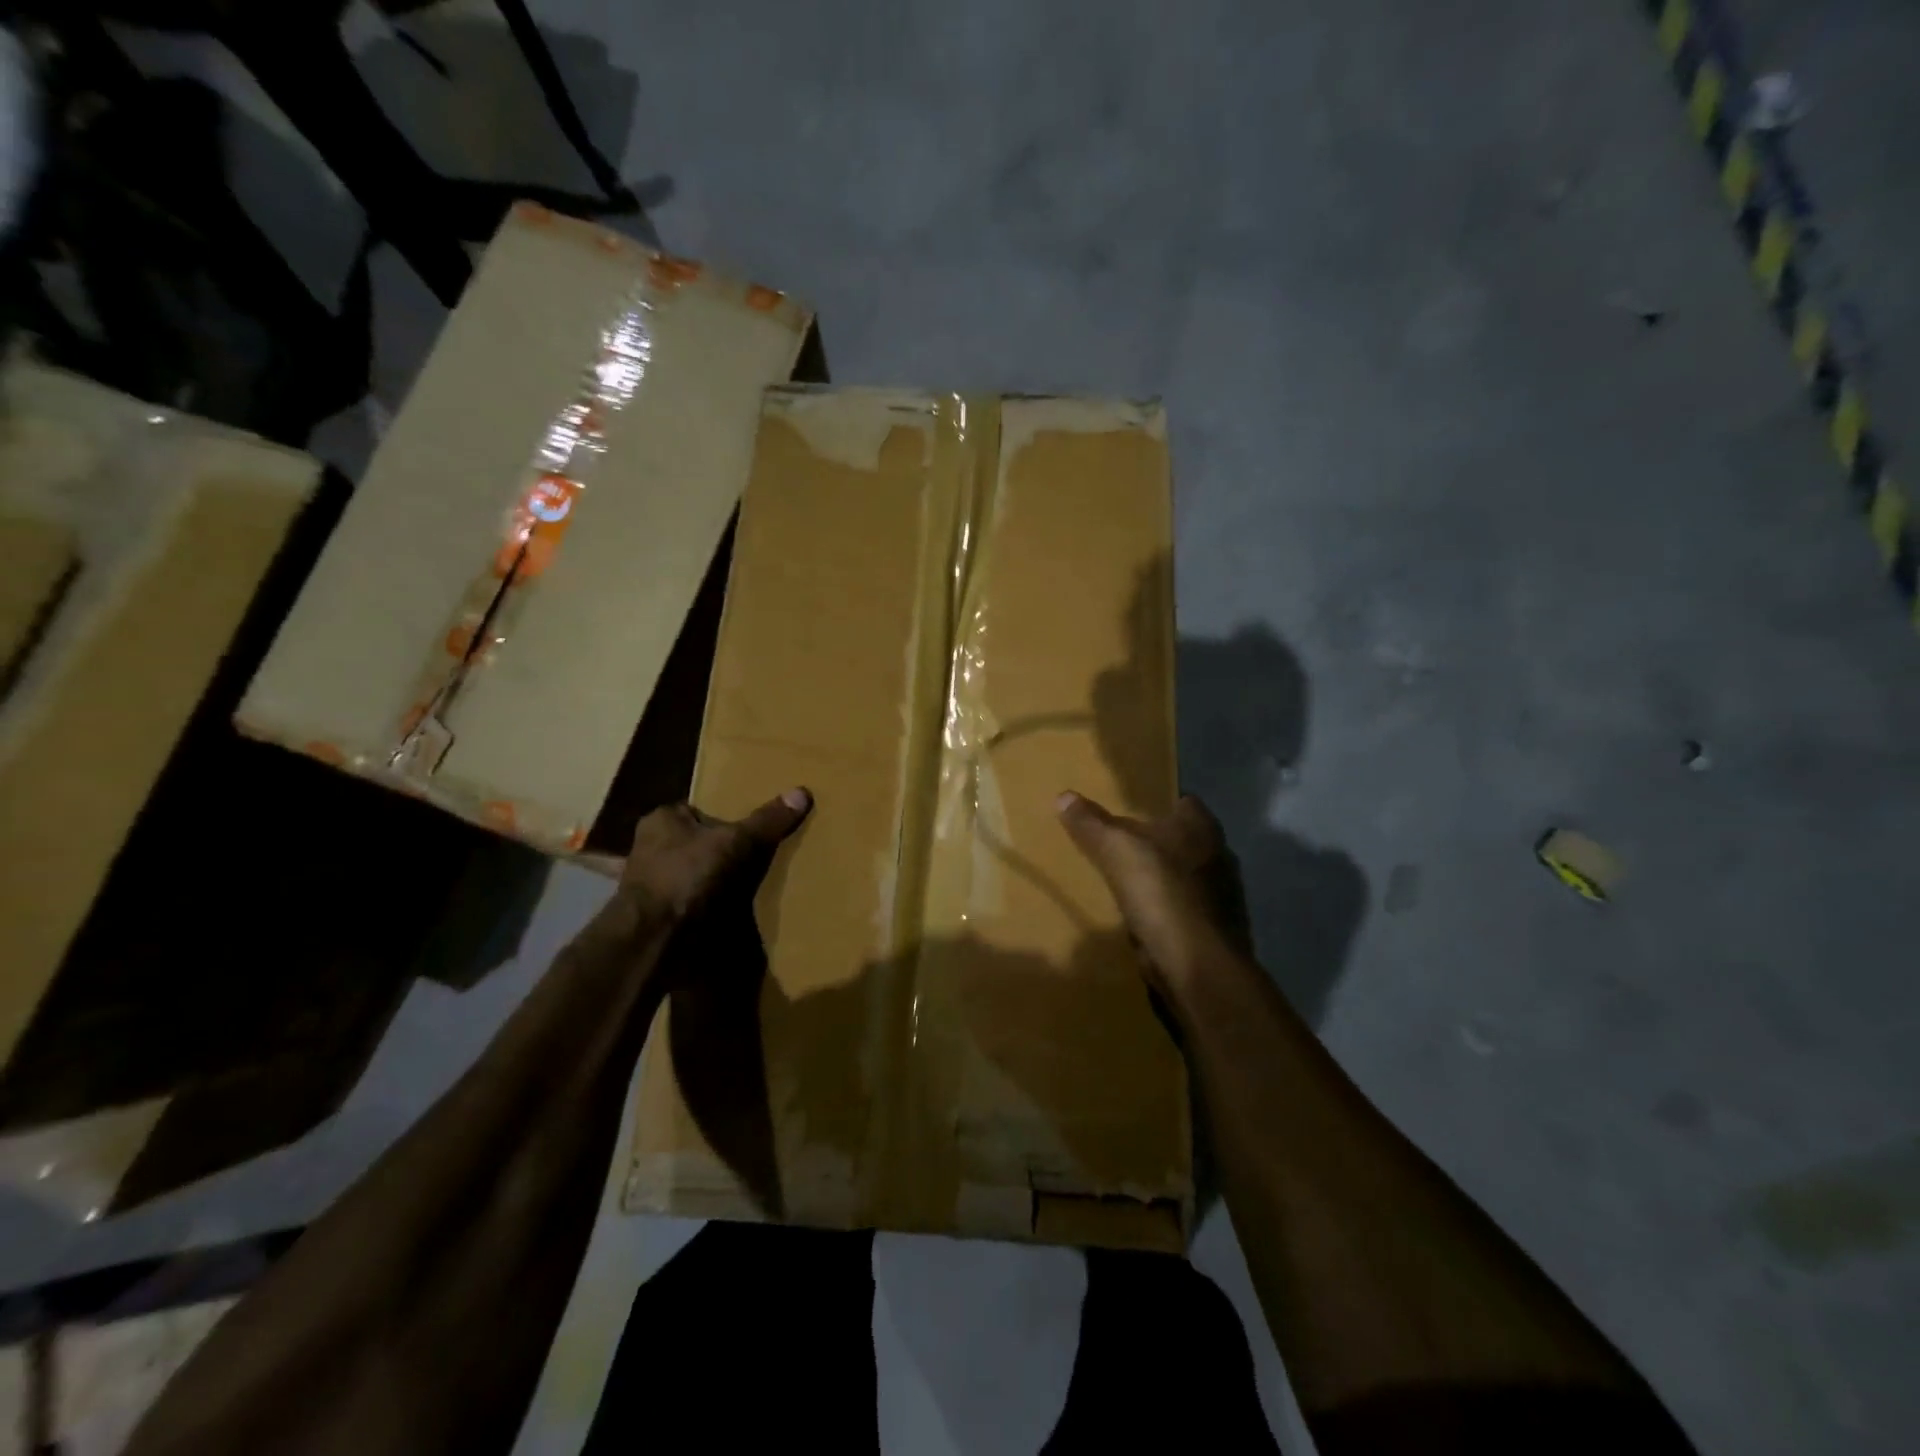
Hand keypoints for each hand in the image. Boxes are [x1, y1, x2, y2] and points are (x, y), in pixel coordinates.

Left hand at [621, 788, 811, 921]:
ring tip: (753, 880)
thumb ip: (766, 820)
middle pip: (699, 840)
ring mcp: (652, 882)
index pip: (700, 808)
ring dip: (717, 877)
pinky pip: (694, 899)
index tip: (753, 824)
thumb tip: (802, 792)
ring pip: (696, 871)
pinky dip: (711, 902)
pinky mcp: (659, 912)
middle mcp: (651, 846)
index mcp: (662, 819)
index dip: (727, 815)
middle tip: (759, 851)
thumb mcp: (735, 841)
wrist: (652, 938)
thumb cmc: (686, 875)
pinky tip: (735, 908)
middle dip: (723, 847)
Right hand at [1057, 791, 1253, 995]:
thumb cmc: (1161, 891)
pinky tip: (1139, 917)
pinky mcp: (1214, 929)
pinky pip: (1182, 909)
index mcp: (1201, 827)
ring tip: (1124, 881)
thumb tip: (1064, 795)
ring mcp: (1220, 895)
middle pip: (1182, 840)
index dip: (1156, 803)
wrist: (1197, 964)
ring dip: (1160, 879)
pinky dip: (1163, 911)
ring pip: (1183, 876)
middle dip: (1156, 842)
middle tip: (1118, 843)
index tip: (1128, 809)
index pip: (1182, 801)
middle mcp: (1218, 855)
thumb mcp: (1116, 849)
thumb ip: (1091, 823)